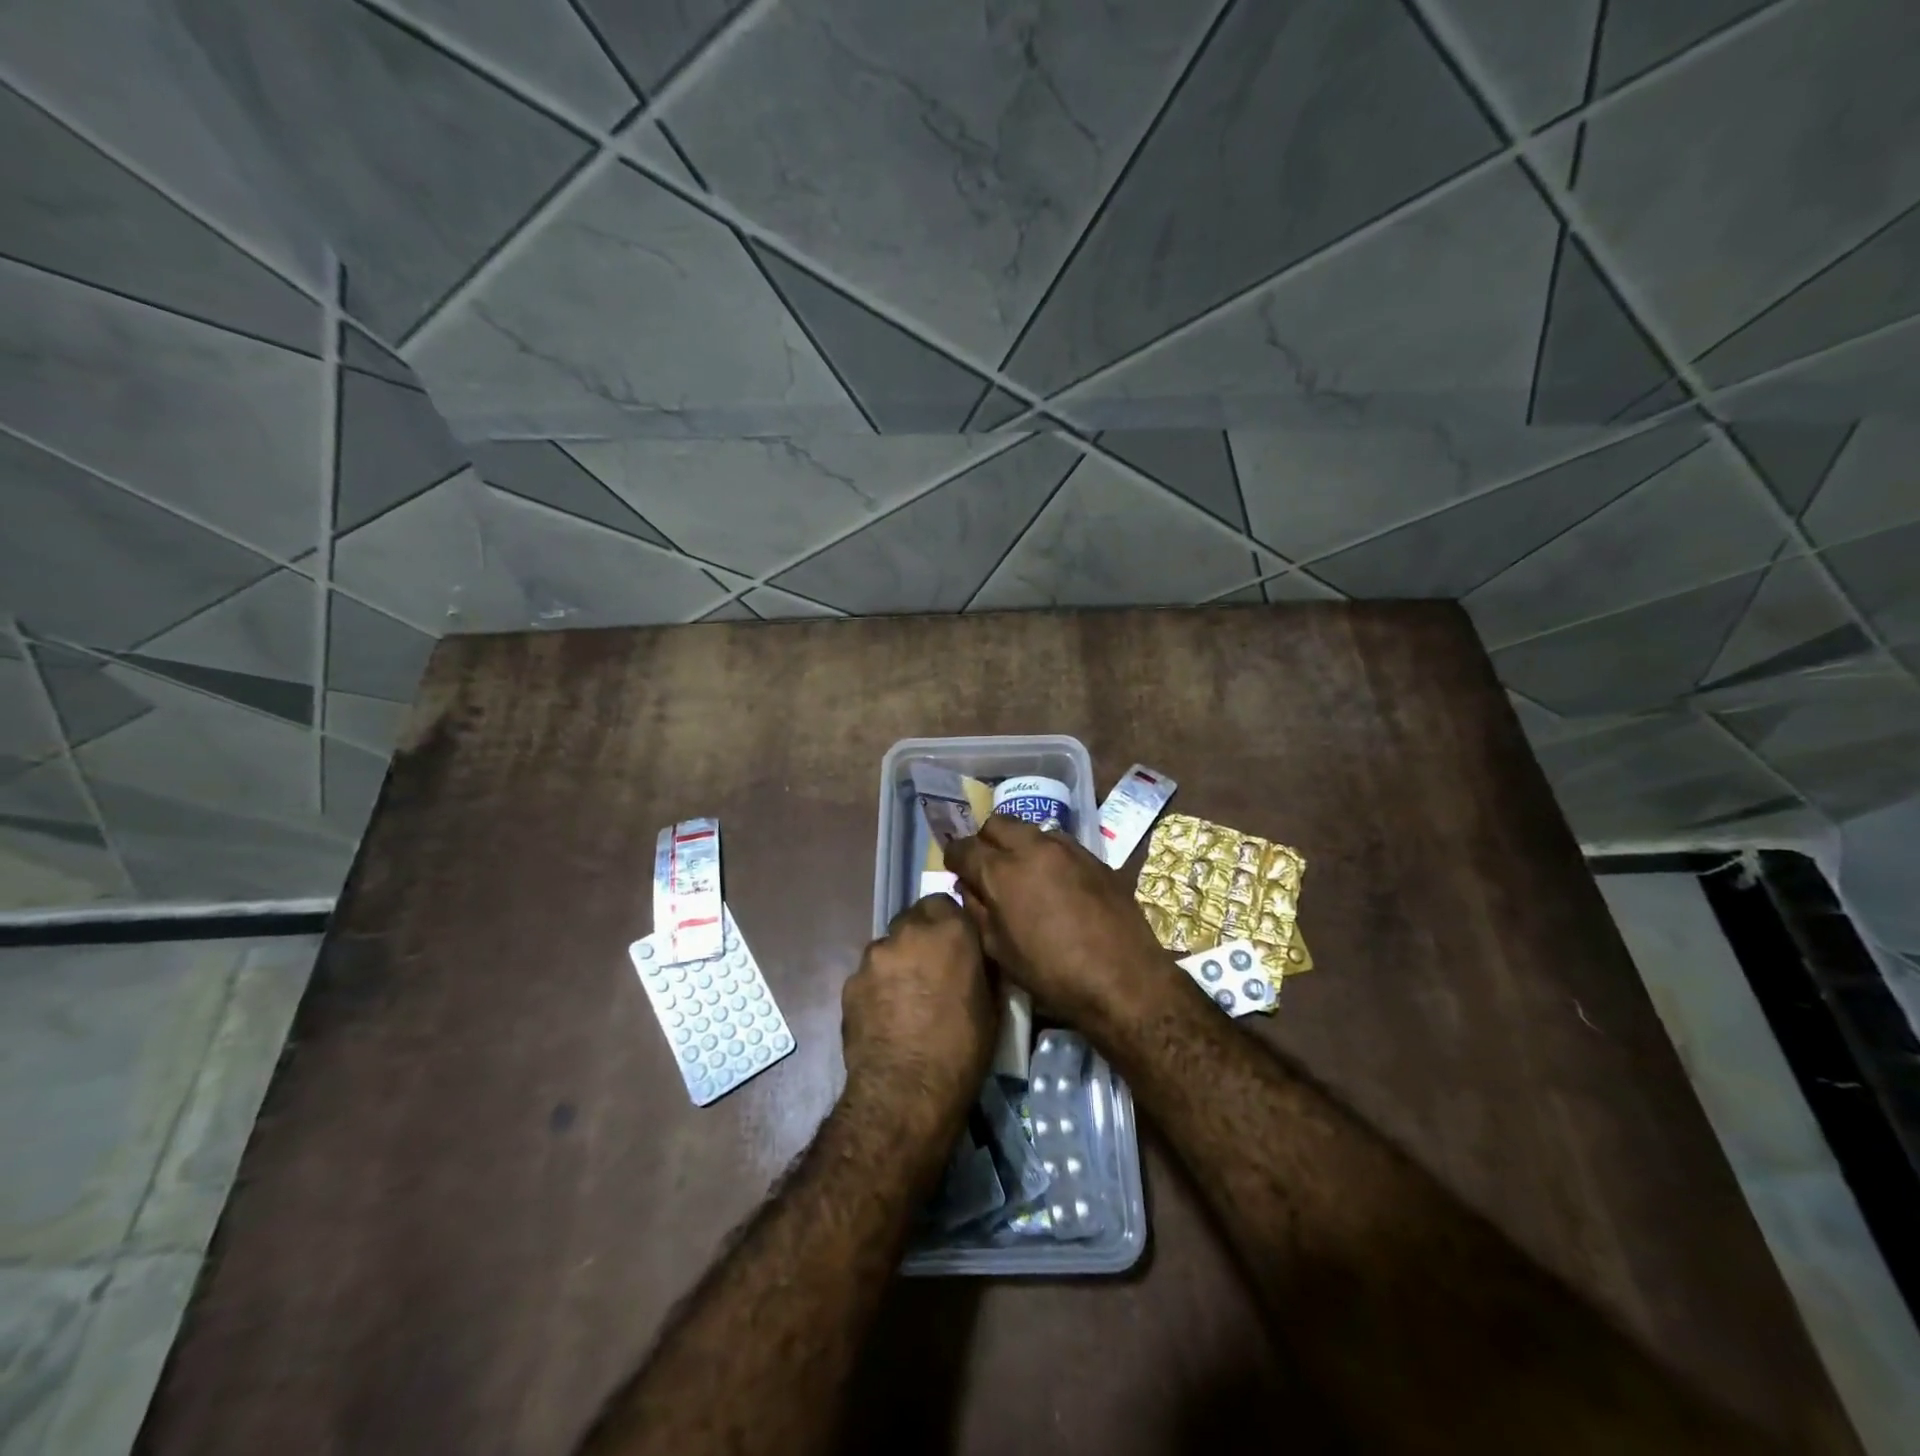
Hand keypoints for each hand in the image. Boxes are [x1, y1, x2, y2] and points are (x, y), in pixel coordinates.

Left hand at [840, 894, 996, 1134]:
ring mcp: (873, 956)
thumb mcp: (993, 1004)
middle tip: (934, 970)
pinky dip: (879, 986)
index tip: (957, 945)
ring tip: (909, 998)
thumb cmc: (962, 1050)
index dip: (950, 923)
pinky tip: (888, 1015)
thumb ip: (982, 965)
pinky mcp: (850, 982)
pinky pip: (869, 974)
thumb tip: (978, 955)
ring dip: (899, 961)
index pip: (945, 902)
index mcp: (949, 931)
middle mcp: (908, 932)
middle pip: (914, 920)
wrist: (904, 1093)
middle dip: (923, 938)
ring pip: (889, 947)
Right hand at [944, 815, 1176, 1028]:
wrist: (1124, 979)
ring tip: (1023, 874)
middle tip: (987, 868)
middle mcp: (1032, 848)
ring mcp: (1067, 848)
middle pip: (997, 823)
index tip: (955, 871)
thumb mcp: (999, 951)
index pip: (963, 847)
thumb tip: (969, 888)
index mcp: (1001, 871)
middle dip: (985, 841)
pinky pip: (1060, 843)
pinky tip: (1055, 882)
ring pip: (1030, 829)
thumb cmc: (1052, 974)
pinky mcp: (1094, 857)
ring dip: (1019, 845)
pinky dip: (1047, 855)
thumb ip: (978, 911)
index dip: (954, 858)